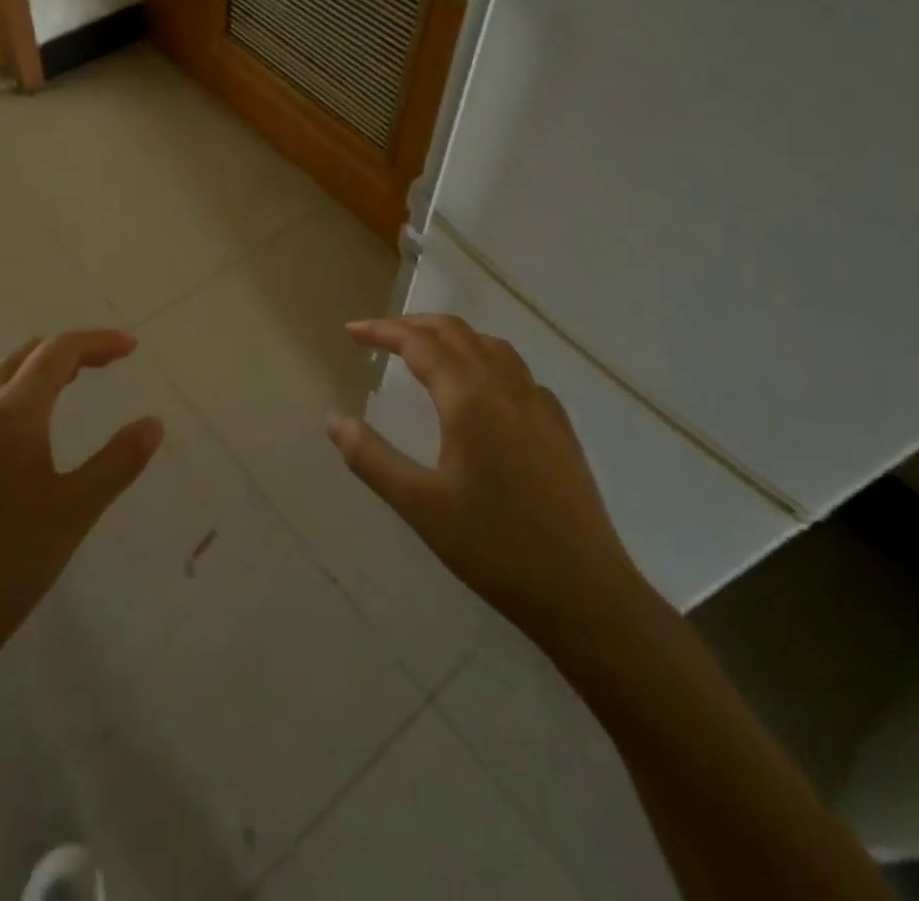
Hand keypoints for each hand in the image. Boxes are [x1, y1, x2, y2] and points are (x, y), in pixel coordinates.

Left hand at [0, 331, 163, 694]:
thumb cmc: (9, 564)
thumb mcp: (76, 511)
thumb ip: (119, 460)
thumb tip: (153, 423)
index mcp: (9, 412)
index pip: (58, 352)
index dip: (97, 342)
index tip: (130, 347)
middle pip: (20, 356)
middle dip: (63, 353)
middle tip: (99, 368)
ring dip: (26, 376)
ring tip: (56, 398)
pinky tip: (3, 452)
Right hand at [332, 315, 650, 641]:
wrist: (585, 593)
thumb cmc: (494, 548)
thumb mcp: (420, 505)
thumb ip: (371, 458)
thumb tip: (333, 420)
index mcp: (469, 398)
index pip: (419, 343)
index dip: (382, 331)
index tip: (352, 331)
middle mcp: (505, 387)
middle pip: (456, 332)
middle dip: (414, 325)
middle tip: (380, 336)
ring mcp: (539, 403)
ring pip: (490, 345)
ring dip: (452, 337)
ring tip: (425, 351)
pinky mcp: (559, 426)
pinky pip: (516, 370)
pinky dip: (484, 359)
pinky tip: (480, 389)